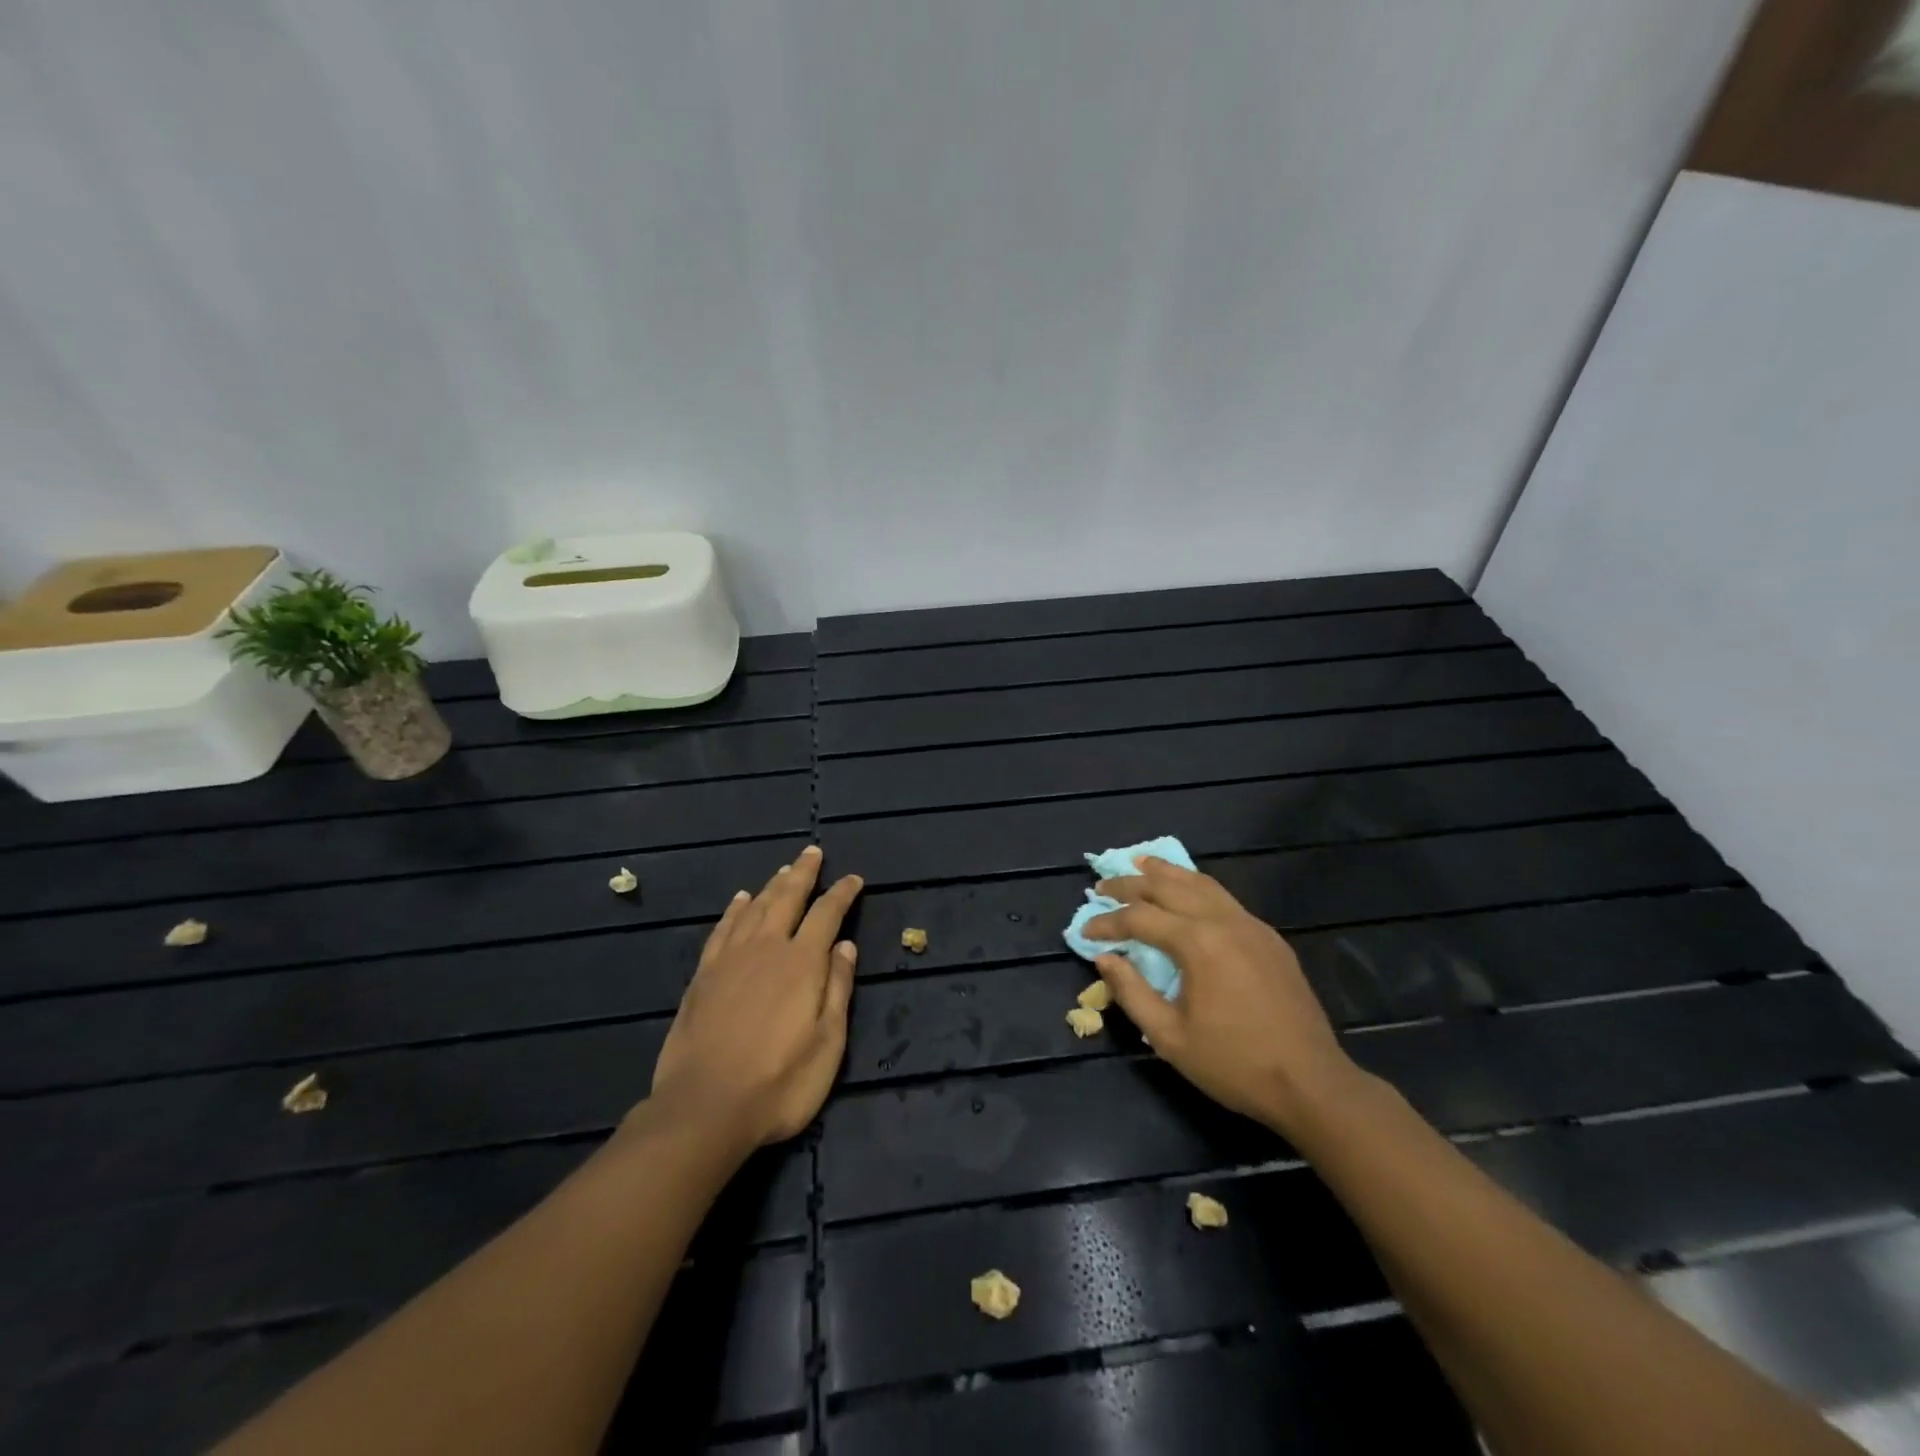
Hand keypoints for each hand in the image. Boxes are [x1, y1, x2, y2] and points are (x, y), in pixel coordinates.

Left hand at [648, 846, 862, 1150]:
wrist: (704, 1108)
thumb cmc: (779, 1082)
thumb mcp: (827, 1043)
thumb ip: (837, 989)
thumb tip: (846, 946)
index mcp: (802, 962)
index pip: (827, 914)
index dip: (842, 893)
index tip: (854, 879)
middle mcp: (766, 948)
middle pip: (787, 898)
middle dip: (803, 873)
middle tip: (813, 852)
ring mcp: (730, 959)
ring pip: (754, 908)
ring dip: (772, 885)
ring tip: (784, 870)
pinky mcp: (703, 976)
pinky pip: (722, 929)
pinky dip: (734, 910)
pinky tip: (740, 901)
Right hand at [1083, 856, 1359, 1134]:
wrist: (1311, 1083)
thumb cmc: (1234, 1064)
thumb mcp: (1169, 1037)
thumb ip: (1132, 992)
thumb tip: (1105, 958)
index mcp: (1197, 942)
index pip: (1139, 918)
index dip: (1107, 922)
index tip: (1084, 931)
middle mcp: (1223, 921)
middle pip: (1168, 886)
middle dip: (1131, 883)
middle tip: (1103, 885)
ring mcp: (1251, 925)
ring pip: (1201, 883)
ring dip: (1166, 872)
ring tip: (1141, 863)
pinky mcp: (1269, 938)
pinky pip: (1224, 898)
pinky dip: (1196, 887)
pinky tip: (1187, 893)